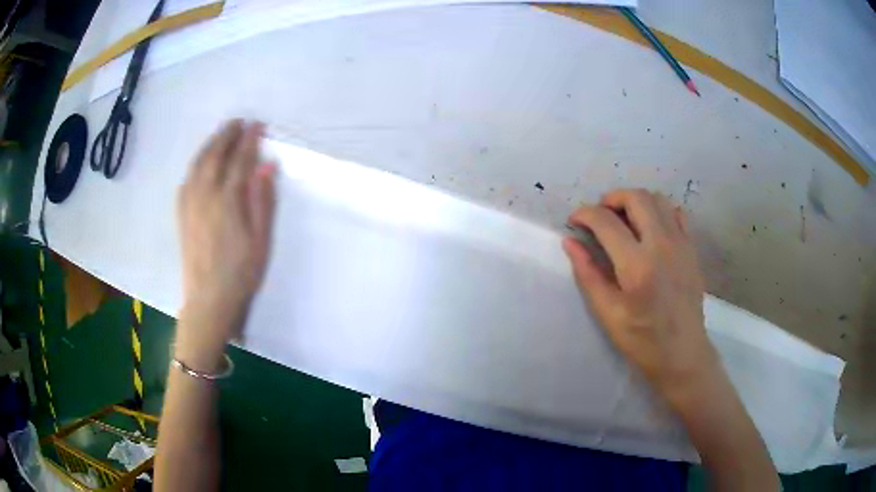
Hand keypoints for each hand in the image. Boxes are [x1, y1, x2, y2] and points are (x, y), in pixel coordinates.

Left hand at [176, 120, 275, 358]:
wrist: (209, 301)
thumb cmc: (241, 273)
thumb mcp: (261, 240)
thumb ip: (262, 200)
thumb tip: (267, 166)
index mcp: (227, 201)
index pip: (239, 160)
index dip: (249, 140)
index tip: (258, 125)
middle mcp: (205, 196)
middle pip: (215, 156)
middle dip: (227, 135)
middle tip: (239, 121)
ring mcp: (190, 205)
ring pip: (198, 165)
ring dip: (210, 145)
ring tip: (221, 134)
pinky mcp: (182, 215)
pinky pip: (187, 180)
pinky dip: (196, 164)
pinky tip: (200, 163)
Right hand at [562, 189, 716, 405]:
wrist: (682, 353)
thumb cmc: (642, 340)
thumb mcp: (607, 313)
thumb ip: (588, 274)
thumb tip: (570, 242)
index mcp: (637, 266)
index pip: (606, 221)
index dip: (585, 214)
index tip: (574, 221)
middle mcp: (662, 245)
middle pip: (636, 197)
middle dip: (611, 198)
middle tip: (599, 216)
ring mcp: (681, 244)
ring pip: (658, 199)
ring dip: (635, 201)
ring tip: (623, 219)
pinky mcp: (692, 248)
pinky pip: (676, 213)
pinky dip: (659, 210)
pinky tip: (649, 228)